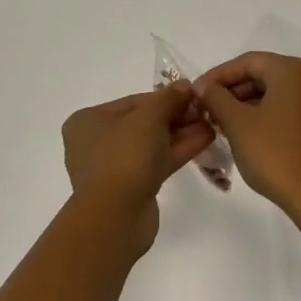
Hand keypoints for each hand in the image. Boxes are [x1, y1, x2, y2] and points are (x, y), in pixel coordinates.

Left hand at [63, 81, 216, 224]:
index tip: (192, 95)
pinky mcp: (130, 188)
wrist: (116, 215)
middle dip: (176, 117)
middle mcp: (96, 142)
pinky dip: (176, 151)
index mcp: (89, 120)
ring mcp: (113, 167)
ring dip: (180, 133)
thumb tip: (184, 85)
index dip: (165, 97)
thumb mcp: (149, 117)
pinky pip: (155, 162)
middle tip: (205, 111)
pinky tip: (204, 140)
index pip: (133, 102)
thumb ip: (168, 98)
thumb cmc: (125, 156)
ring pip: (151, 144)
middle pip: (143, 123)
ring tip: (211, 124)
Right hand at [193, 53, 300, 220]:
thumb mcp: (237, 123)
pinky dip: (266, 115)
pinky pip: (289, 109)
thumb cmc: (276, 154)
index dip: (217, 76)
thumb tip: (206, 88)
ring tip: (221, 122)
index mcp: (293, 70)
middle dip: (232, 90)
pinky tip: (246, 133)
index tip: (196, 93)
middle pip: (263, 75)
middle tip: (207, 109)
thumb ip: (216, 98)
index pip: (247, 61)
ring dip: (247, 104)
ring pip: (276, 93)